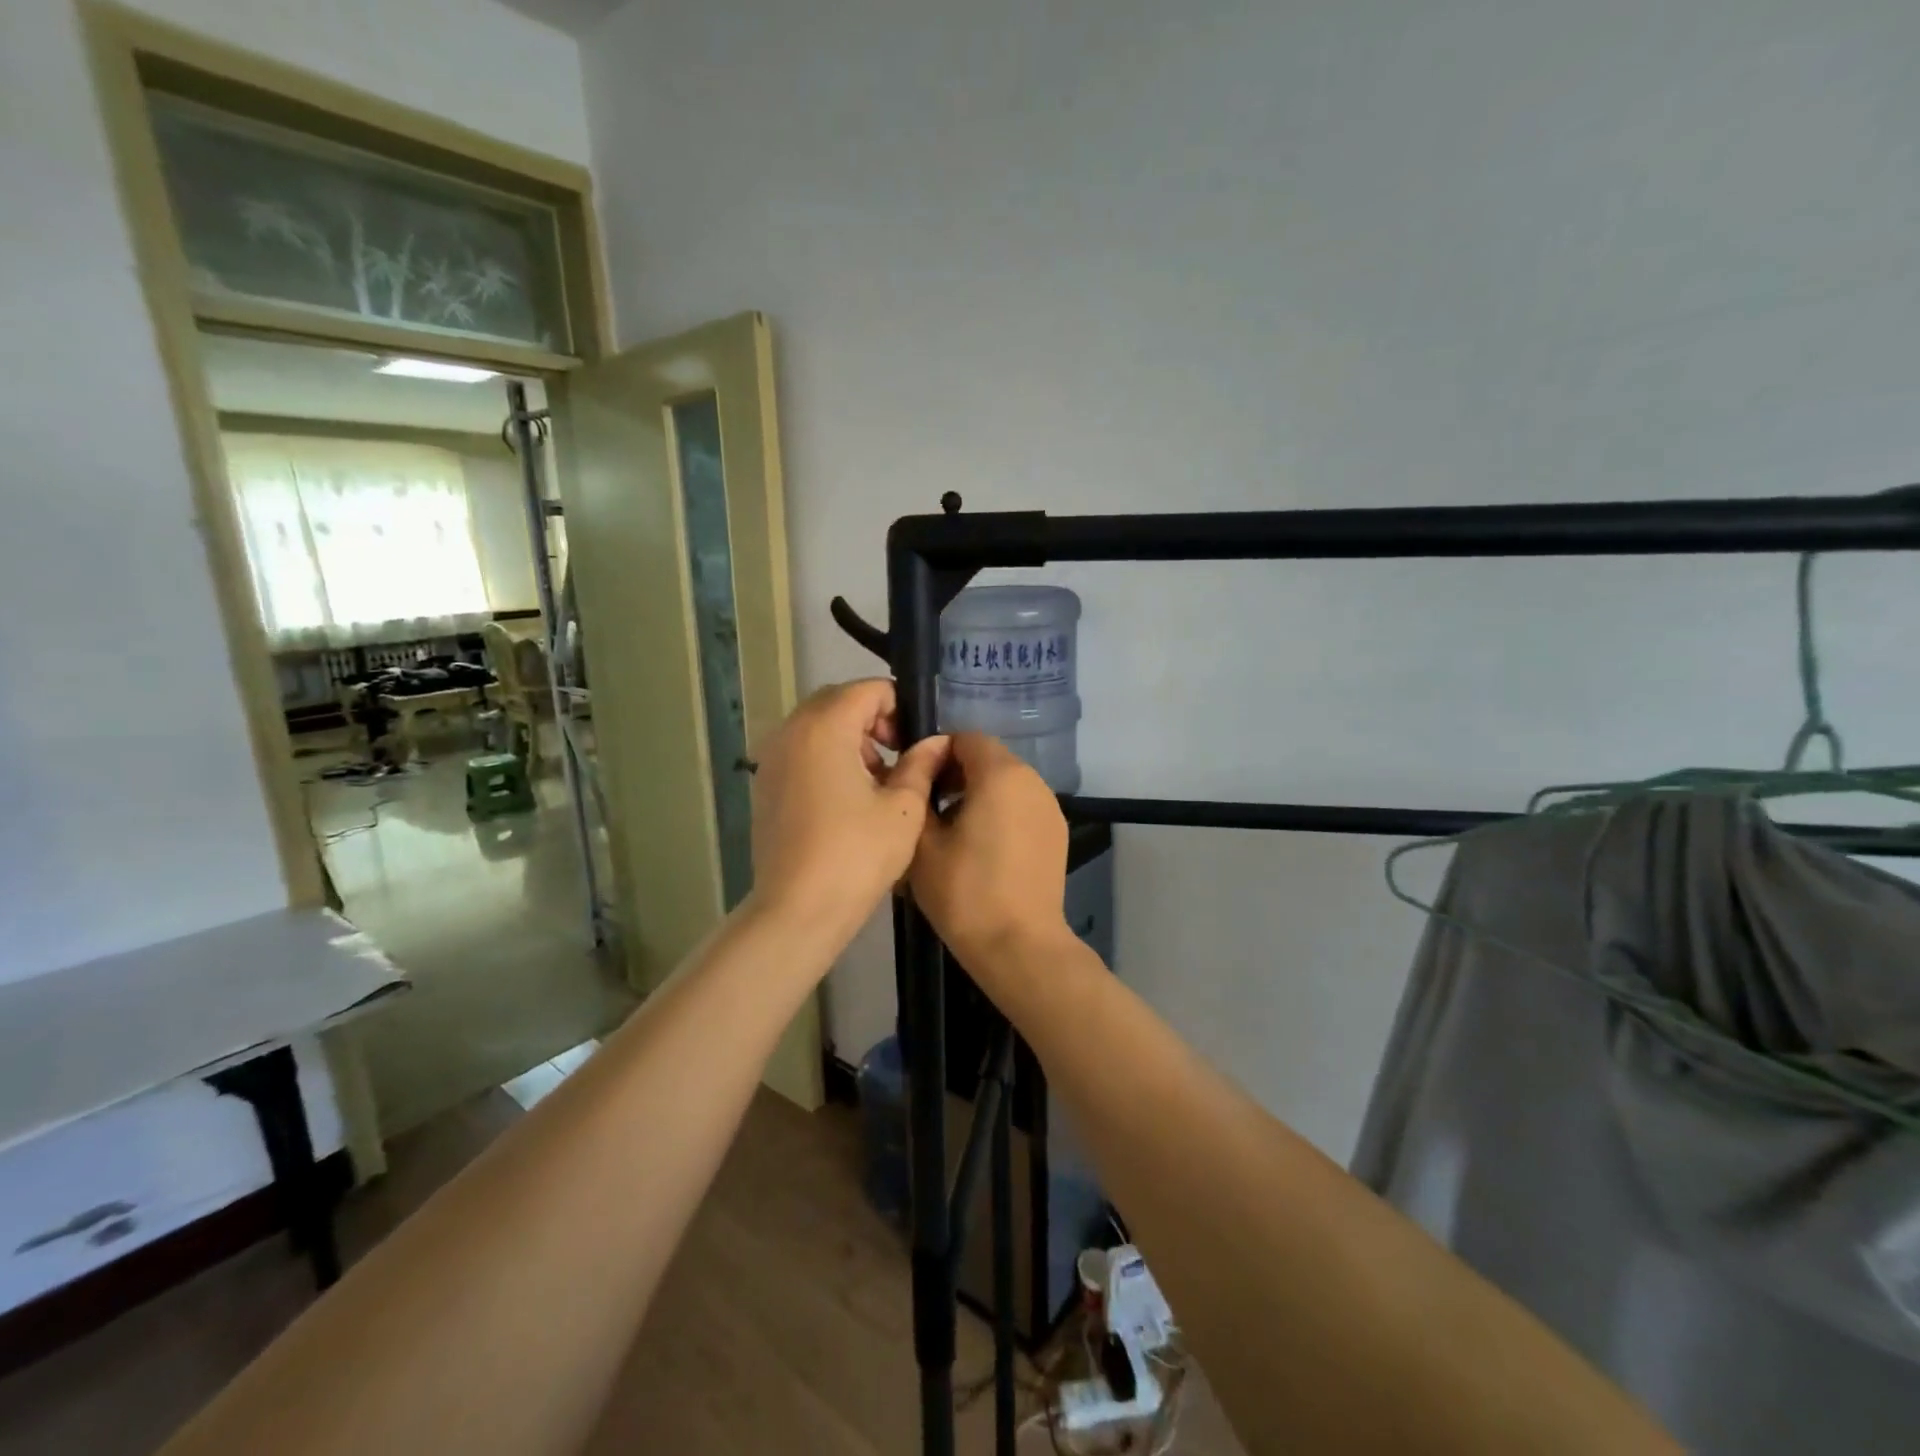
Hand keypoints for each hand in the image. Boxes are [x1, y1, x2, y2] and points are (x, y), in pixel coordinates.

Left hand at [748, 679, 949, 948]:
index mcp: (825, 727)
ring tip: (876, 780)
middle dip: (872, 718)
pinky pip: (799, 749)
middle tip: (898, 756)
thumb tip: (937, 742)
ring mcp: (772, 757)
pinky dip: (825, 756)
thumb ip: (921, 764)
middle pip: (838, 701)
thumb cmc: (857, 855)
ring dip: (849, 737)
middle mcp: (791, 731)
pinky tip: (846, 798)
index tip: (915, 743)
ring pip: (816, 724)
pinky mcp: (764, 783)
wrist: (797, 909)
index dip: (899, 707)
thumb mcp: (903, 808)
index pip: (868, 689)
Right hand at [908, 733, 1071, 971]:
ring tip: (952, 830)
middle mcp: (1032, 781)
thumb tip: (921, 776)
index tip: (916, 782)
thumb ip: (918, 795)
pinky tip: (981, 848)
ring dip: (978, 793)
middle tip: (928, 806)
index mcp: (1001, 775)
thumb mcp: (922, 843)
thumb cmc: (965, 891)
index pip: (966, 738)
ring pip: (1007, 783)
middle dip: (957, 773)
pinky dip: (1000, 812)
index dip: (937, 752)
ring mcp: (1050, 807)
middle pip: (990, 758)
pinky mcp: (1057, 833)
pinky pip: (1022, 806)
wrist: (1019, 945)